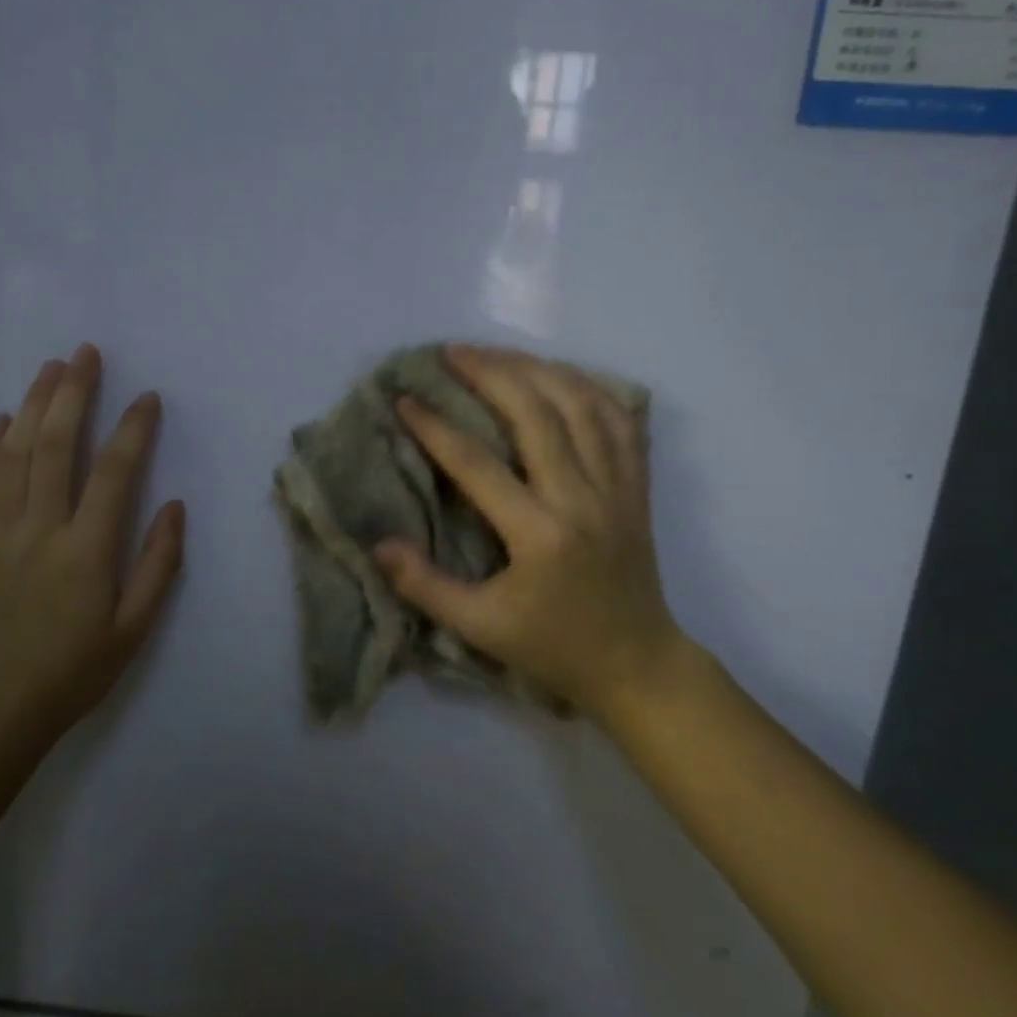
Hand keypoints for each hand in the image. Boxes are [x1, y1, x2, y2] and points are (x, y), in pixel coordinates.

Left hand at [0, 344, 184, 750]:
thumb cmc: (74, 670)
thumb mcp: (134, 629)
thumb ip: (158, 565)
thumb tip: (173, 505)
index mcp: (86, 552)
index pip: (114, 473)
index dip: (134, 429)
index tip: (148, 399)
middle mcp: (39, 530)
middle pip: (55, 445)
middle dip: (73, 394)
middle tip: (86, 354)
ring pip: (13, 454)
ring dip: (32, 406)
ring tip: (50, 369)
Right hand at [374, 346, 691, 720]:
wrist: (637, 664)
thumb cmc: (553, 647)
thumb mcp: (480, 628)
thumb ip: (426, 586)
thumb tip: (379, 544)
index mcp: (540, 534)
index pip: (478, 465)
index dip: (436, 428)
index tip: (406, 400)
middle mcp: (582, 498)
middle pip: (536, 414)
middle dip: (491, 374)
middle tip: (453, 352)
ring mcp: (617, 488)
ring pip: (582, 405)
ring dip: (538, 369)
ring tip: (499, 353)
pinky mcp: (636, 486)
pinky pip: (620, 420)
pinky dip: (591, 387)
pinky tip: (562, 374)